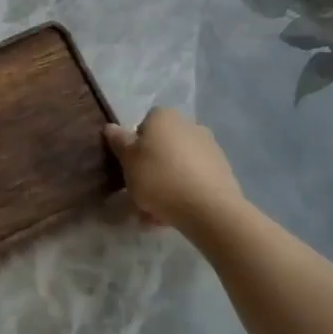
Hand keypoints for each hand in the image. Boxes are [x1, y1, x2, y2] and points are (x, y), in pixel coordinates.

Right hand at [103, 108, 243, 229]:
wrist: (209, 208)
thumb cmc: (159, 178)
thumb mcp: (128, 160)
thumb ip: (118, 142)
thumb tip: (111, 127)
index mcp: (165, 117)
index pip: (143, 125)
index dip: (134, 147)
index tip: (130, 168)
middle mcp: (189, 125)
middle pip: (161, 147)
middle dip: (150, 169)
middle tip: (139, 194)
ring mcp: (209, 148)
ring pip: (177, 166)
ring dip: (165, 185)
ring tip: (154, 214)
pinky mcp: (222, 171)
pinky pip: (193, 180)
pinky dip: (183, 194)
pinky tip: (172, 216)